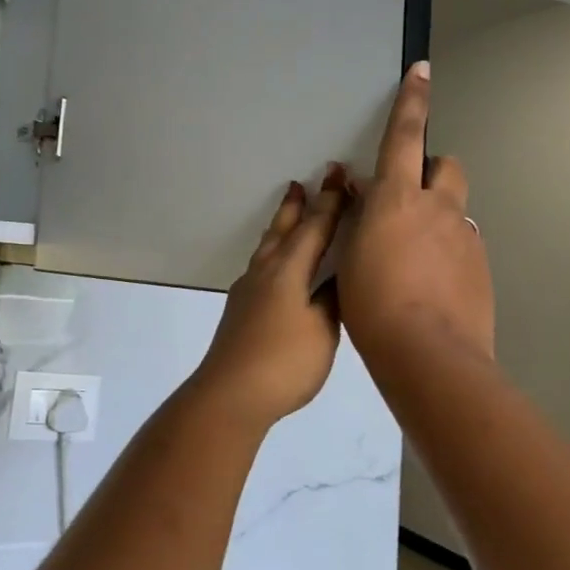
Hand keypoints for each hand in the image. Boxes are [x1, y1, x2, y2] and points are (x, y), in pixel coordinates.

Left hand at [191, 166, 349, 427]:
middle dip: (297, 206)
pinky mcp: (241, 309)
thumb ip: (331, 299)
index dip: (330, 203)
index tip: (338, 175)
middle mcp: (264, 272)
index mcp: (288, 271)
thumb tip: (336, 277)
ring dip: (281, 226)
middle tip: (303, 182)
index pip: (313, 229)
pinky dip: (273, 252)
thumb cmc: (284, 362)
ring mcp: (248, 290)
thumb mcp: (322, 330)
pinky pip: (261, 265)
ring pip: (268, 246)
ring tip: (288, 212)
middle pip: (283, 230)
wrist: (230, 393)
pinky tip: (274, 265)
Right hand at [338, 62, 496, 376]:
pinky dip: (446, 250)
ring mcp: (465, 238)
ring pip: (454, 209)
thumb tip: (361, 193)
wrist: (429, 355)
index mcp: (399, 199)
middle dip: (429, 170)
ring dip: (435, 216)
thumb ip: (359, 218)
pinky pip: (462, 243)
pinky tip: (429, 284)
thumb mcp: (351, 256)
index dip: (411, 100)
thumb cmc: (373, 304)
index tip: (422, 70)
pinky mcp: (480, 267)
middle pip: (445, 166)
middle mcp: (439, 209)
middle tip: (404, 199)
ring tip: (412, 255)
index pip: (405, 136)